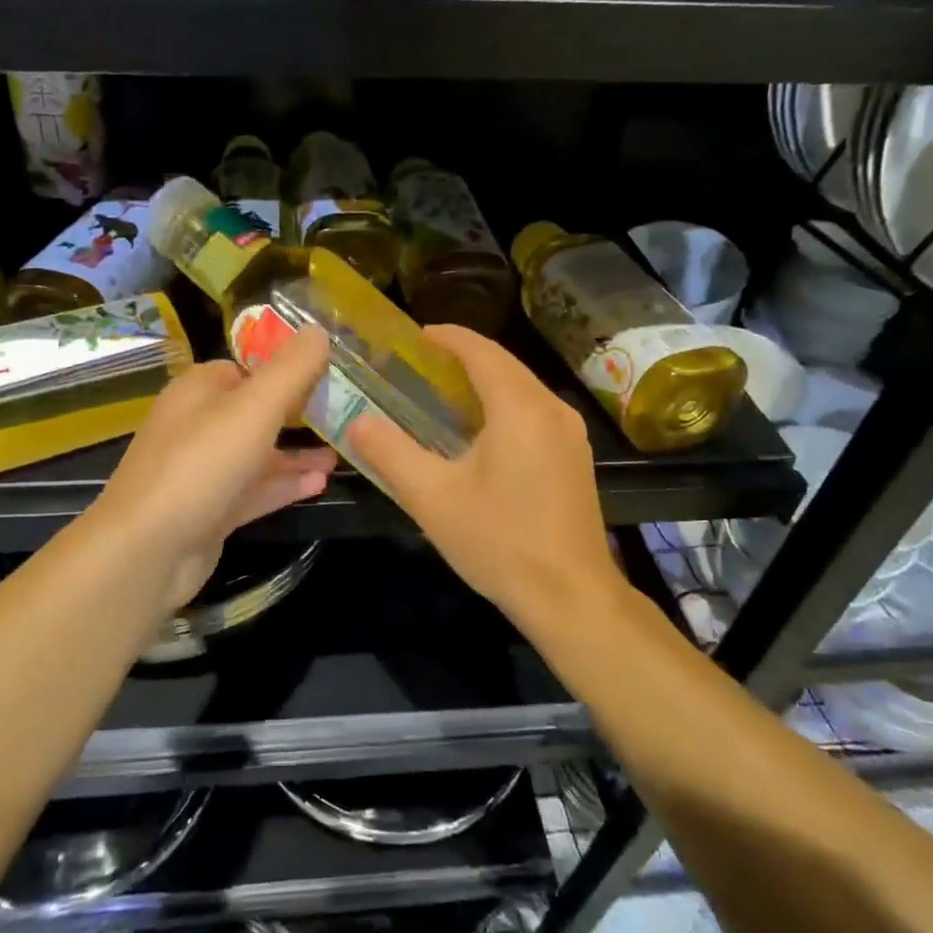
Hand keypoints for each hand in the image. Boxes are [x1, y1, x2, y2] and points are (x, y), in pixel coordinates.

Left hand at [92, 326, 337, 610]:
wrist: (147, 550)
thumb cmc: (202, 463)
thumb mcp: (255, 407)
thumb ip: (291, 369)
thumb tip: (318, 330)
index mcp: (198, 390)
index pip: (245, 367)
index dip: (284, 369)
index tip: (327, 374)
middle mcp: (196, 425)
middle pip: (253, 411)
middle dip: (296, 414)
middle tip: (343, 415)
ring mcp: (201, 471)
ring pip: (256, 454)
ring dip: (296, 454)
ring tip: (341, 454)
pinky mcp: (209, 510)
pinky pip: (252, 490)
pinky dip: (283, 485)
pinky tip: (320, 485)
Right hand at [346, 325, 621, 623]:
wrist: (571, 597)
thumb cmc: (499, 542)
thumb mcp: (432, 498)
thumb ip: (390, 453)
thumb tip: (357, 422)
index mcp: (519, 407)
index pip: (481, 351)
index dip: (447, 337)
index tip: (416, 335)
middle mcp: (551, 409)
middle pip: (504, 364)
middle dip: (463, 356)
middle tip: (420, 364)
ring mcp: (569, 434)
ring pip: (522, 388)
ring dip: (484, 381)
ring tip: (443, 392)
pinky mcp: (575, 458)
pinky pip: (534, 412)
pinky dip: (503, 405)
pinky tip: (480, 431)